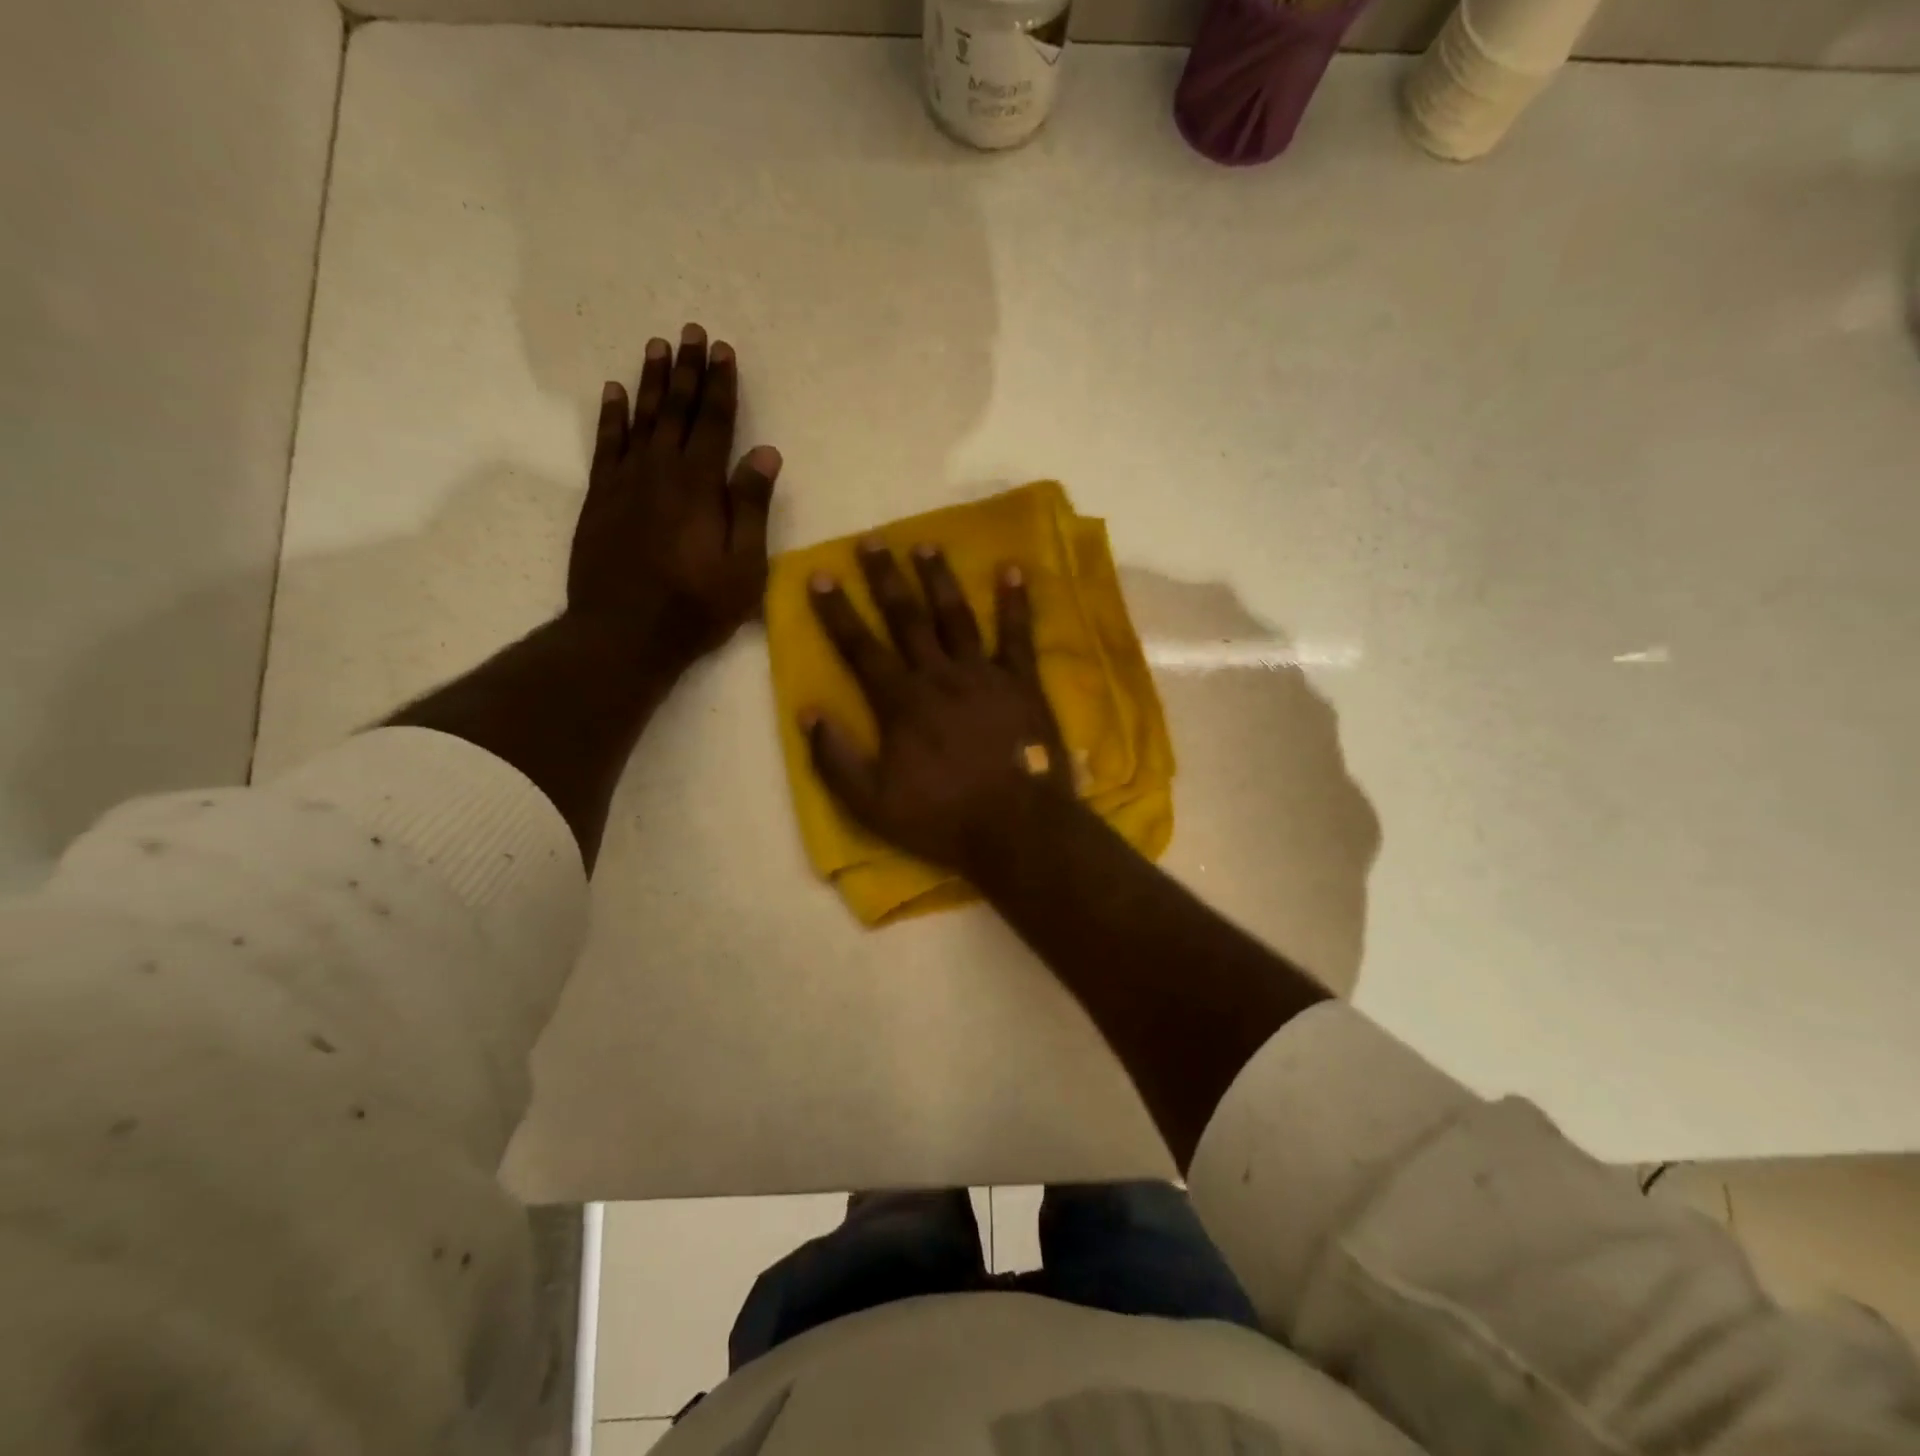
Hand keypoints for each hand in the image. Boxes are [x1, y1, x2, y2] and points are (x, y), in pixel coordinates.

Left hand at [569, 323, 782, 666]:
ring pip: (640, 419)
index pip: (715, 423)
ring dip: (650, 382)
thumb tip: (766, 452)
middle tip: (691, 332)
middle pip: (676, 410)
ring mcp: (625, 482)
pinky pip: (606, 445)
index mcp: (701, 485)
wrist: (623, 633)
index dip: (721, 386)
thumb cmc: (696, 606)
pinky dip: (610, 416)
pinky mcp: (600, 499)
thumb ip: (752, 506)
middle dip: (687, 370)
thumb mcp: (744, 565)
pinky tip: (614, 393)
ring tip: (657, 346)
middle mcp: (661, 471)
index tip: (724, 351)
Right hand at [803, 540, 1076, 872]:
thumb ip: (835, 759)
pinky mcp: (1022, 683)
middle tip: (871, 540)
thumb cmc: (941, 818)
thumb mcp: (871, 804)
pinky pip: (1017, 635)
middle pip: (906, 619)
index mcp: (901, 703)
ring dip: (939, 578)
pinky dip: (1015, 602)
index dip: (837, 611)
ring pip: (955, 616)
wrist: (1016, 828)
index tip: (820, 575)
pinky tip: (1012, 570)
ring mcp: (983, 675)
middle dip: (885, 578)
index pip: (860, 647)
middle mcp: (938, 676)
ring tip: (925, 543)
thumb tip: (808, 713)